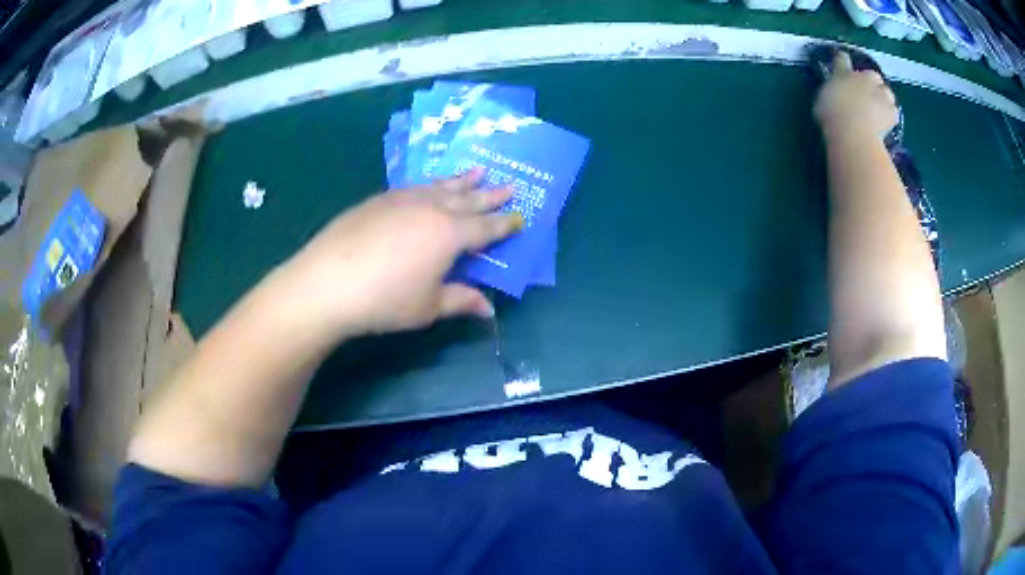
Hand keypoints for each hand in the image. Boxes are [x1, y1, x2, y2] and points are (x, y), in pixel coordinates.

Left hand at [274, 170, 522, 339]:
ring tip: (477, 171)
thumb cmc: (385, 300)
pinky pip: (414, 187)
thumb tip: (489, 309)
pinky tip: (429, 185)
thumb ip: (461, 301)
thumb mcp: (428, 307)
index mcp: (450, 234)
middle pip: (467, 199)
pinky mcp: (378, 200)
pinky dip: (430, 184)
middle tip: (508, 184)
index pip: (486, 227)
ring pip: (440, 186)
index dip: (505, 224)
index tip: (520, 217)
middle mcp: (431, 209)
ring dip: (462, 180)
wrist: (328, 282)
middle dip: (490, 194)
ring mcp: (402, 200)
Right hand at [813, 50, 897, 140]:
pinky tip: (885, 124)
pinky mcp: (892, 114)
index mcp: (843, 73)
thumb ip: (832, 92)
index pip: (842, 58)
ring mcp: (881, 95)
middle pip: (872, 75)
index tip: (843, 63)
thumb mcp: (823, 100)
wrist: (854, 135)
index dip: (843, 60)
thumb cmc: (833, 115)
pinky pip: (893, 113)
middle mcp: (864, 79)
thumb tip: (835, 92)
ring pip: (887, 93)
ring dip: (883, 99)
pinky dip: (889, 117)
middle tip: (866, 94)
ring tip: (879, 110)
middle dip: (871, 83)